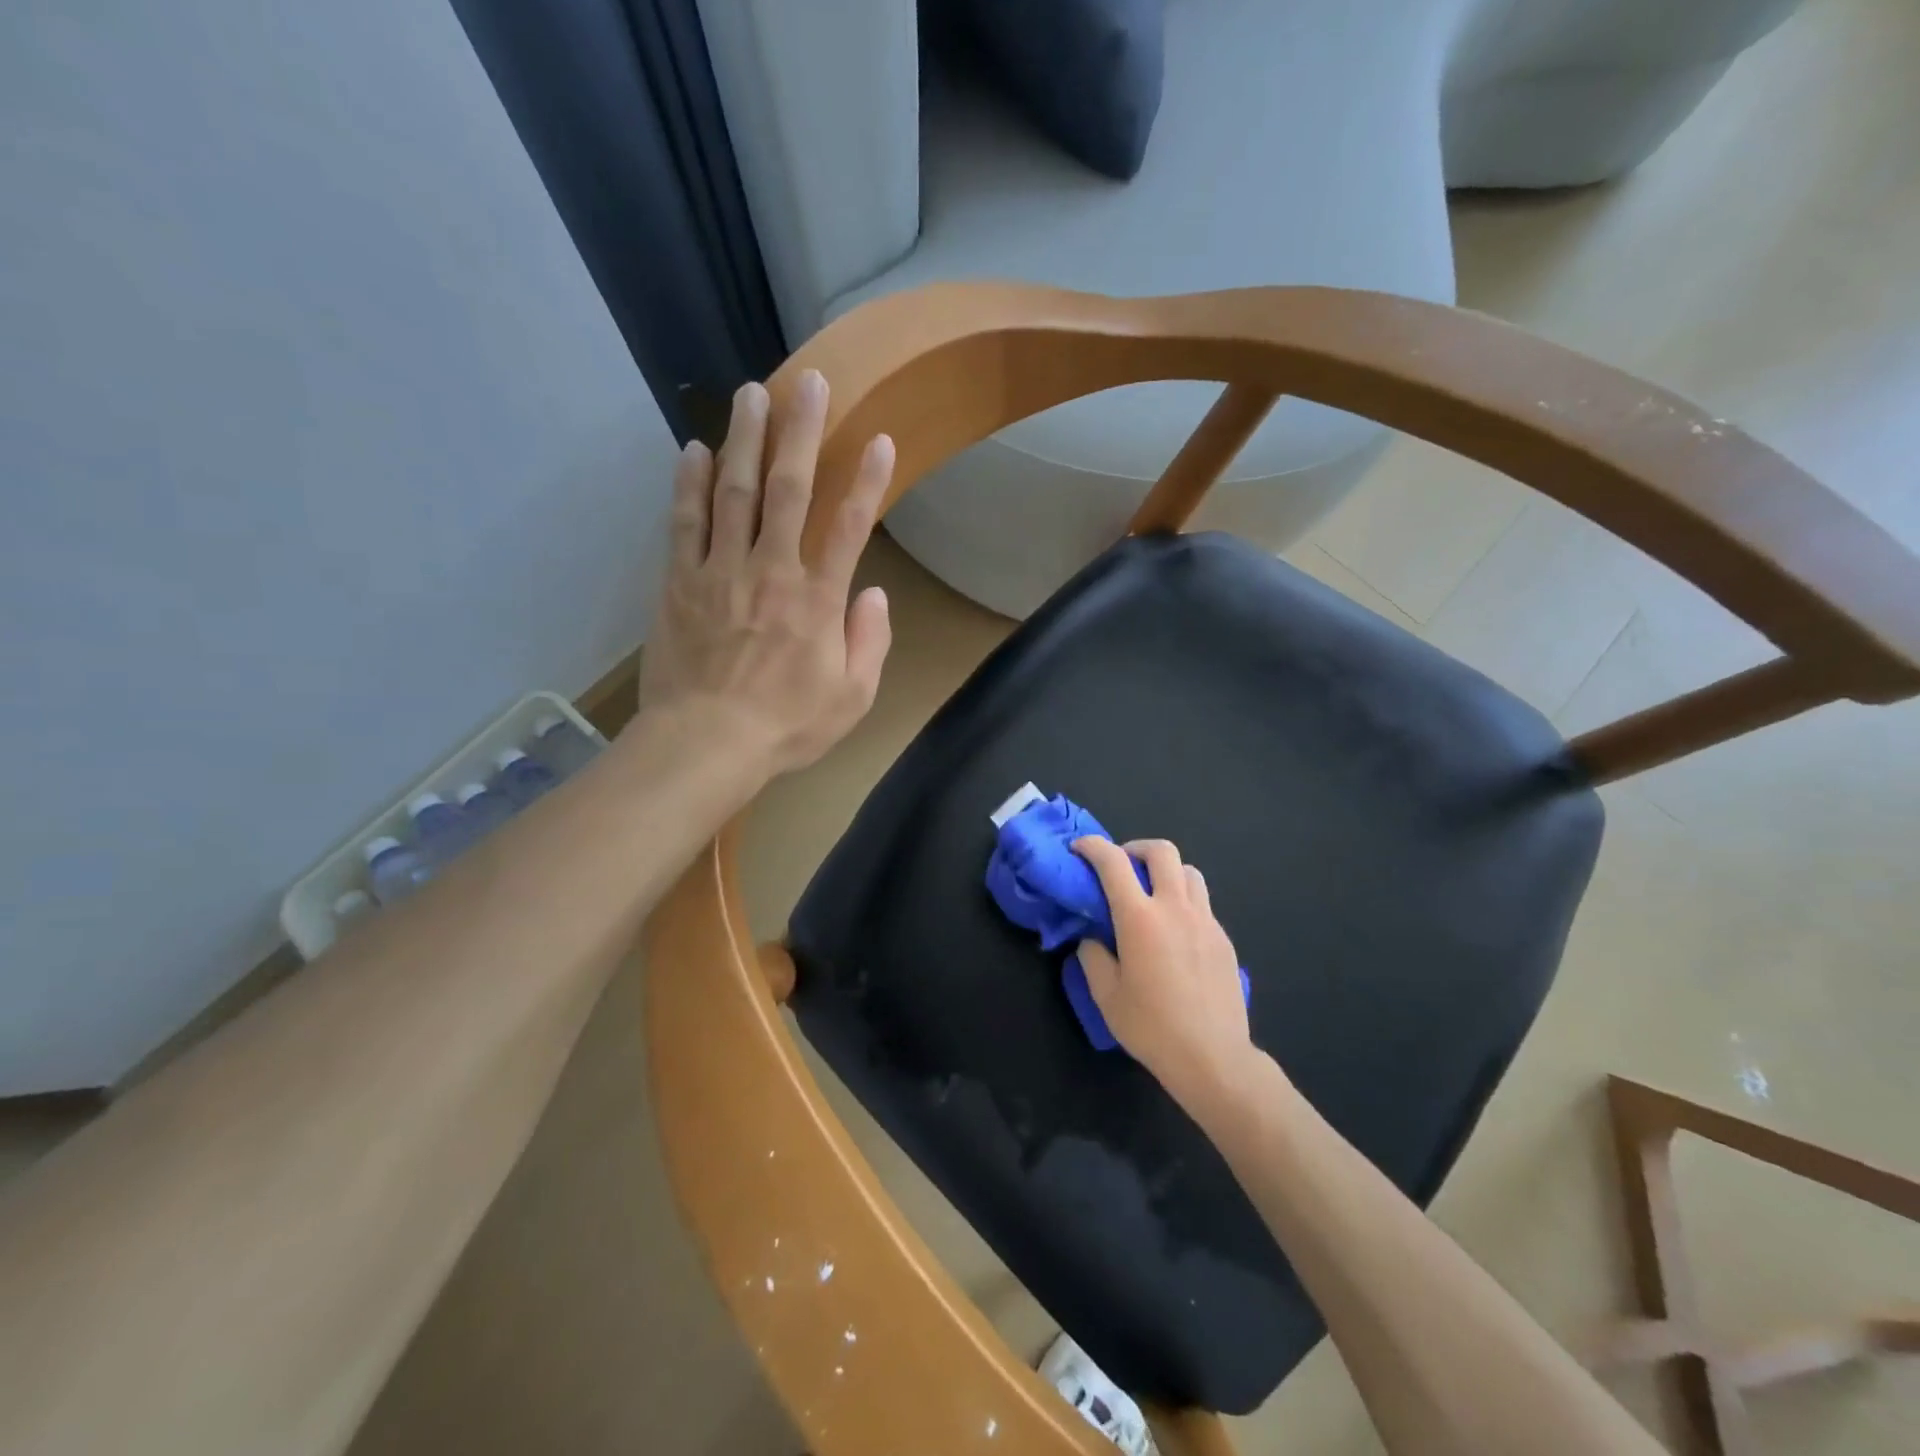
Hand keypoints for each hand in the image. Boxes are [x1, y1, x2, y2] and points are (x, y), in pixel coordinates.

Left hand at [637, 370, 894, 774]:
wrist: (705, 744)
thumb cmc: (787, 725)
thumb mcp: (852, 697)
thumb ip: (870, 641)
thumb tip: (873, 593)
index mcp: (817, 600)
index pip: (849, 527)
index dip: (868, 481)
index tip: (881, 440)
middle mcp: (771, 571)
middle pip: (788, 490)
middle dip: (802, 433)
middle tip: (809, 383)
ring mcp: (720, 571)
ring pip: (733, 491)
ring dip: (744, 438)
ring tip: (751, 393)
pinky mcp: (679, 582)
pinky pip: (684, 522)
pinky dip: (687, 483)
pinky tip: (690, 448)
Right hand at [1074, 837, 1253, 1107]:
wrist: (1213, 1057)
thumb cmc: (1152, 1027)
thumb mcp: (1106, 995)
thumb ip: (1093, 957)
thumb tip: (1092, 938)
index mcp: (1140, 918)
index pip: (1113, 863)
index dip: (1093, 847)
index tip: (1080, 848)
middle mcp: (1175, 908)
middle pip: (1162, 852)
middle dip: (1136, 848)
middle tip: (1122, 867)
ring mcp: (1205, 921)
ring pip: (1189, 872)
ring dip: (1166, 872)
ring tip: (1152, 895)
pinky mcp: (1223, 939)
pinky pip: (1202, 903)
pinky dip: (1184, 901)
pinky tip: (1174, 932)